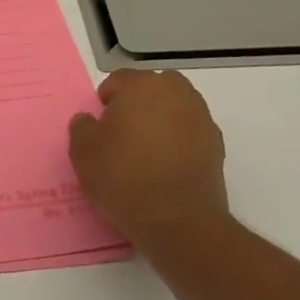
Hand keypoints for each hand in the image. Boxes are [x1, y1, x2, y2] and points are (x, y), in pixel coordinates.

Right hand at [68, 70, 228, 244]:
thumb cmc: (123, 176)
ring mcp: (201, 119)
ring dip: (162, 119)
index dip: (107, 99)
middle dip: (140, 101)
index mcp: (142, 86)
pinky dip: (179, 141)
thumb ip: (82, 127)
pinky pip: (191, 133)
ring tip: (146, 150)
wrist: (177, 220)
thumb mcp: (83, 152)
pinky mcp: (216, 147)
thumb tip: (89, 120)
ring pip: (176, 108)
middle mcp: (176, 94)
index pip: (120, 79)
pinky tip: (166, 166)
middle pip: (154, 87)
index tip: (100, 123)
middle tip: (124, 130)